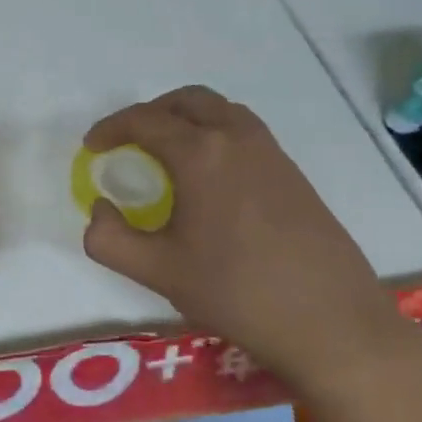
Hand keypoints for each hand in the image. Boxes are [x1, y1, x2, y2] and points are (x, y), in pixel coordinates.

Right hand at [81, 86, 408, 385]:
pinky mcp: (293, 172)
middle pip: (186, 101)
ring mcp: (271, 152)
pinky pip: (244, 132)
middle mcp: (237, 137)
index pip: (144, 121)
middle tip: (128, 142)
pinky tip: (209, 179)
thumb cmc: (236, 291)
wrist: (329, 320)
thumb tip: (99, 209)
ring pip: (220, 111)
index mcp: (200, 153)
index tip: (92, 147)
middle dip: (150, 113)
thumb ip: (109, 239)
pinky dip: (215, 135)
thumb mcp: (157, 271)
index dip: (111, 128)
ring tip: (166, 154)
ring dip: (186, 119)